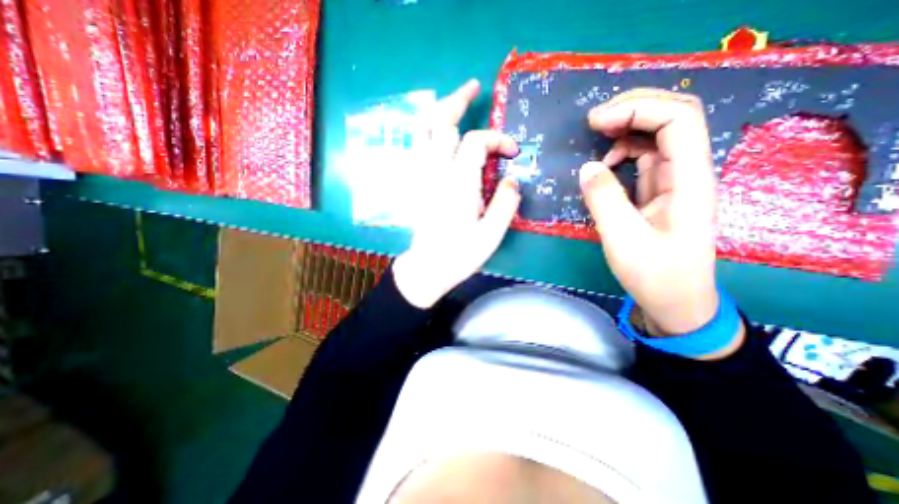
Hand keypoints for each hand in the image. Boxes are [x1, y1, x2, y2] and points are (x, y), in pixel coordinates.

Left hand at [393, 80, 527, 309]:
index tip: (512, 152)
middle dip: (458, 102)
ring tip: (455, 98)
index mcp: (458, 185)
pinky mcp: (417, 182)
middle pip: (441, 124)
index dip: (497, 139)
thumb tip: (513, 180)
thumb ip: (505, 204)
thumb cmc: (459, 255)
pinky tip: (439, 126)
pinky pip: (417, 146)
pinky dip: (427, 128)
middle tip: (475, 88)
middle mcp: (436, 174)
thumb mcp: (491, 235)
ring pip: (422, 130)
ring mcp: (421, 176)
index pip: (476, 143)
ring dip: (439, 109)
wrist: (428, 268)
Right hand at [580, 88, 740, 349]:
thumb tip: (587, 167)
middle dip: (632, 109)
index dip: (637, 110)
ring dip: (626, 129)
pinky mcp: (658, 192)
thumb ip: (604, 200)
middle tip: (593, 122)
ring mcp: (673, 181)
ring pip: (656, 136)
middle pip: (672, 117)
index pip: (678, 120)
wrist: (675, 302)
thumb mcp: (623, 240)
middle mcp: (687, 173)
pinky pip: (643, 159)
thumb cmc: (655, 275)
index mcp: (689, 180)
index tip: (596, 123)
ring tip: (595, 138)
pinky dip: (620, 153)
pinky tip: (604, 167)